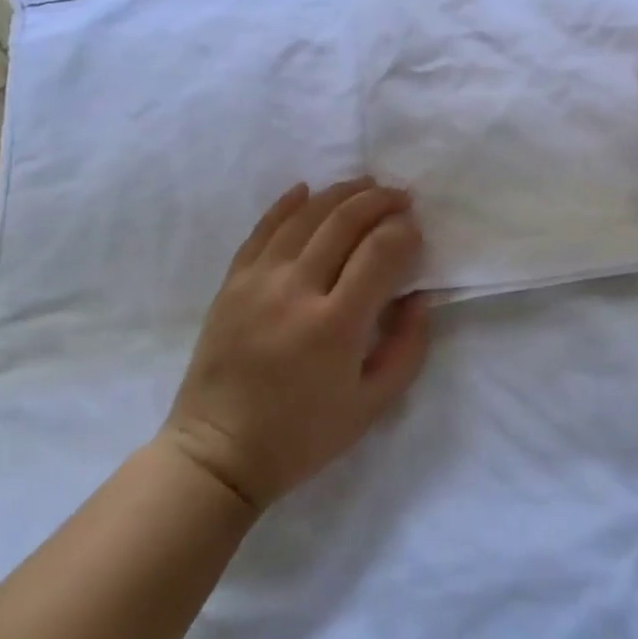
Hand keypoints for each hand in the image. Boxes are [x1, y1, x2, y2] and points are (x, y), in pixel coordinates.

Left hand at [162, 179, 430, 512]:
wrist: (218, 453)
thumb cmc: (302, 436)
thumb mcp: (372, 406)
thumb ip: (407, 347)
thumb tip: (419, 296)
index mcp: (335, 326)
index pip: (379, 253)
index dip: (404, 232)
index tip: (415, 229)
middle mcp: (296, 291)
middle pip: (344, 222)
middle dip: (379, 201)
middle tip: (401, 197)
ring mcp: (258, 281)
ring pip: (305, 216)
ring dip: (341, 193)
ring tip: (366, 185)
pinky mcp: (232, 282)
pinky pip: (262, 229)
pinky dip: (287, 204)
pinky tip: (307, 189)